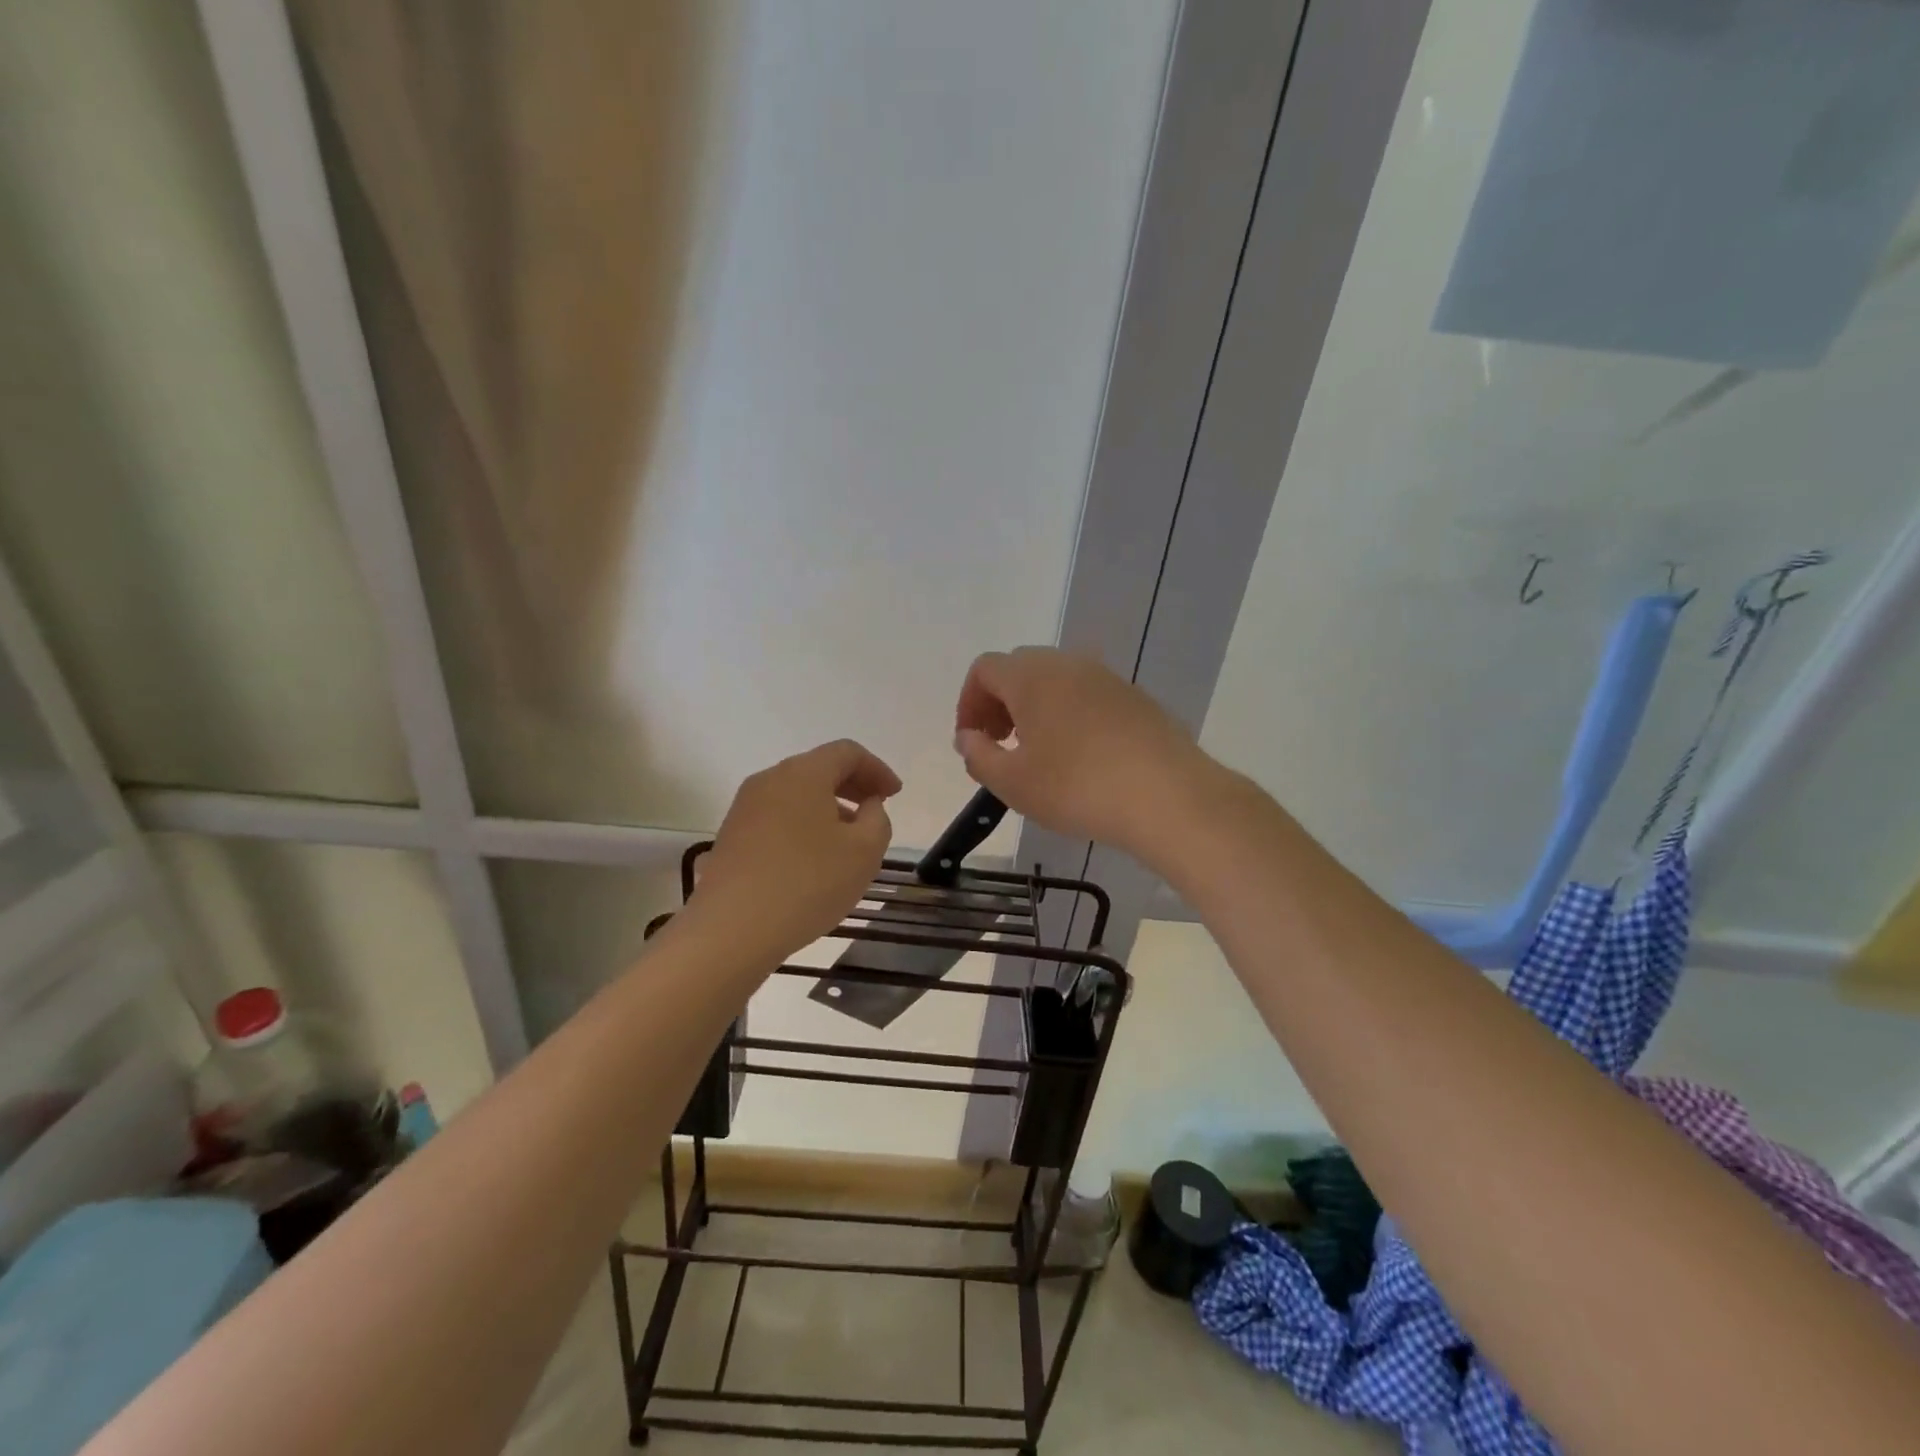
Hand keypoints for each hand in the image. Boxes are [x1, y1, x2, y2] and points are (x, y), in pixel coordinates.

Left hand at [693, 740, 900, 962]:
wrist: (731, 929)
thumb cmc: (808, 883)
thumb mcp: (864, 851)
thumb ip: (877, 819)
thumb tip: (868, 806)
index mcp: (803, 773)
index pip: (847, 752)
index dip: (877, 769)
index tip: (895, 795)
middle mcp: (769, 780)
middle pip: (819, 768)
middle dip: (853, 785)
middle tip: (876, 810)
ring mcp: (745, 808)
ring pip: (797, 794)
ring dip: (828, 807)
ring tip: (848, 840)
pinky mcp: (732, 836)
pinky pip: (778, 817)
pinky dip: (804, 825)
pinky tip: (814, 858)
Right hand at [954, 647, 1209, 861]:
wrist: (1168, 796)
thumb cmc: (1077, 788)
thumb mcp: (1012, 782)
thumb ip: (978, 755)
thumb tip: (968, 737)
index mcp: (1032, 676)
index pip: (984, 669)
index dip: (968, 703)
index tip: (973, 742)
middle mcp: (1069, 664)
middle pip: (1020, 670)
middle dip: (1000, 704)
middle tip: (1001, 746)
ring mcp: (1107, 678)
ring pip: (1057, 682)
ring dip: (1036, 710)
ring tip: (1040, 755)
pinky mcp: (1136, 699)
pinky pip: (1088, 697)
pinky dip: (1070, 717)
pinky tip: (1081, 759)